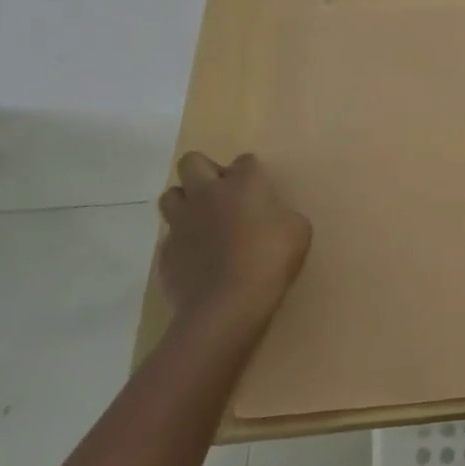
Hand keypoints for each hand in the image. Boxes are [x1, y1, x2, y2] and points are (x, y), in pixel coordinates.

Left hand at [156, 152, 310, 332]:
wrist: (227, 304)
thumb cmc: (270, 260)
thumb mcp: (298, 231)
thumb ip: (282, 214)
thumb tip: (272, 217)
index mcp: (244, 183)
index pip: (245, 161)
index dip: (252, 173)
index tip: (260, 191)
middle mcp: (206, 193)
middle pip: (192, 162)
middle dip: (205, 171)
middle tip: (223, 194)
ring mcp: (181, 221)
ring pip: (171, 195)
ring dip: (186, 202)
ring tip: (203, 221)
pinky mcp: (166, 250)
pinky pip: (170, 235)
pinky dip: (183, 241)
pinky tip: (199, 258)